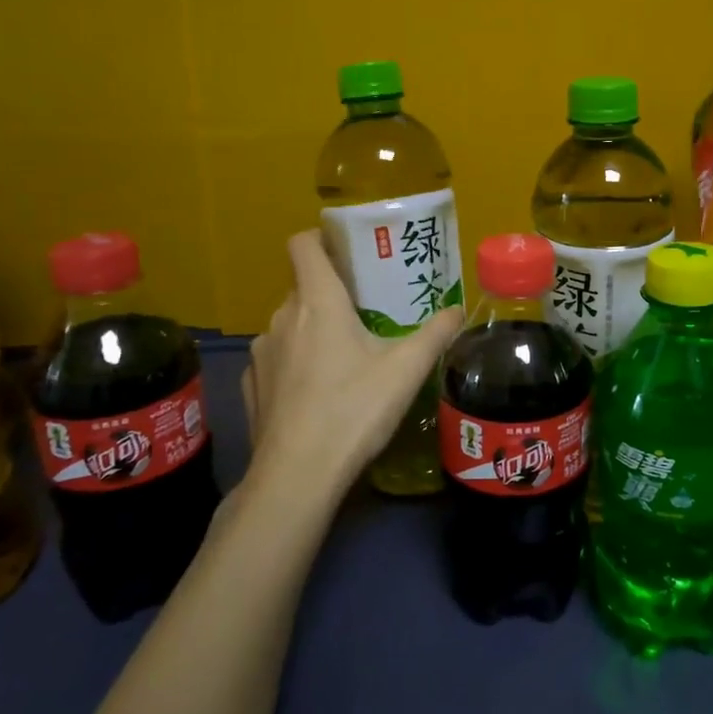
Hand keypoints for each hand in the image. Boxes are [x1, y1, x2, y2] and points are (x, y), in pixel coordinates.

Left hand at [240, 231, 462, 494]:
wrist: (297, 476)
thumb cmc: (354, 409)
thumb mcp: (407, 370)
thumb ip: (436, 333)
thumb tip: (459, 311)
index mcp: (318, 302)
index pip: (303, 244)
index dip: (322, 237)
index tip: (349, 250)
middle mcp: (282, 318)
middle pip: (304, 286)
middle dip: (333, 291)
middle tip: (368, 309)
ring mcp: (262, 353)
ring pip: (290, 324)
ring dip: (314, 328)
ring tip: (347, 354)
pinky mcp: (253, 386)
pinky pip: (278, 358)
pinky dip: (297, 362)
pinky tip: (319, 391)